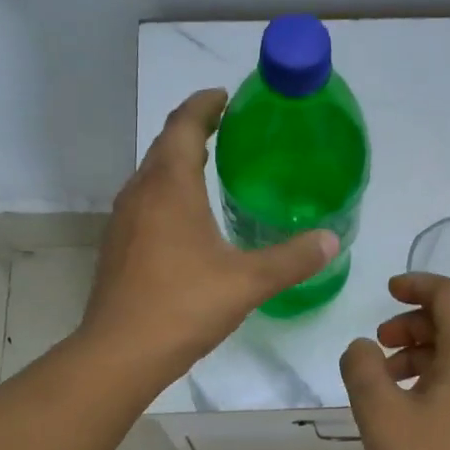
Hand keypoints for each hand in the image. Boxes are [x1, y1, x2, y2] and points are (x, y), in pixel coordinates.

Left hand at [81, 89, 336, 383]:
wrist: (119, 353)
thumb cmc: (183, 306)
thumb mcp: (247, 281)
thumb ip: (292, 258)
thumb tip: (332, 240)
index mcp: (169, 186)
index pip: (183, 125)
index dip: (204, 104)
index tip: (226, 96)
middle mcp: (140, 193)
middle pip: (165, 145)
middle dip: (193, 130)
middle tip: (228, 130)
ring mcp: (123, 221)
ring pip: (152, 175)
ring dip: (178, 162)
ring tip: (211, 167)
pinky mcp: (118, 247)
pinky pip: (145, 202)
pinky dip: (168, 193)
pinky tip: (188, 220)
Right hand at [340, 274, 449, 449]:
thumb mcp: (380, 412)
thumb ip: (362, 366)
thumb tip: (363, 348)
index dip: (418, 284)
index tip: (387, 291)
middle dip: (412, 324)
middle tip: (377, 345)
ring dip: (420, 352)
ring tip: (383, 379)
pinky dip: (434, 375)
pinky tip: (405, 404)